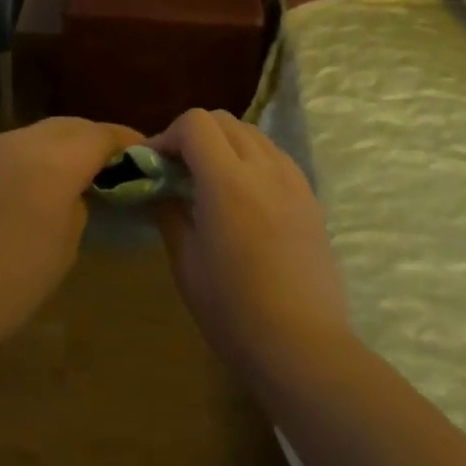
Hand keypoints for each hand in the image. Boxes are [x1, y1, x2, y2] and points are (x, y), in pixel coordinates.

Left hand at [0, 117, 141, 346]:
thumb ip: (78, 203)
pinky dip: (15, 163)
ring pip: (29, 136)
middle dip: (89, 139)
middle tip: (105, 161)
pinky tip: (13, 190)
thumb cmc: (13, 282)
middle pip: (66, 126)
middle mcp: (18, 142)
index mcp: (55, 162)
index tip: (140, 151)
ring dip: (50, 149)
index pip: (100, 135)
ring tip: (58, 175)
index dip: (124, 140)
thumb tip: (73, 190)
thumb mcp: (66, 244)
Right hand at [149, 109, 353, 383]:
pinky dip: (253, 158)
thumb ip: (169, 214)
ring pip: (253, 133)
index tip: (155, 163)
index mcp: (227, 181)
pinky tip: (245, 194)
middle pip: (224, 120)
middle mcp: (263, 168)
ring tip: (212, 179)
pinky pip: (276, 156)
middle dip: (195, 134)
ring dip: (225, 143)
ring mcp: (292, 180)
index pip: (195, 123)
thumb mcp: (187, 264)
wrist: (303, 346)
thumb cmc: (234, 311)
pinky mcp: (310, 197)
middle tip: (178, 169)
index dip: (168, 134)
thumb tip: (157, 189)